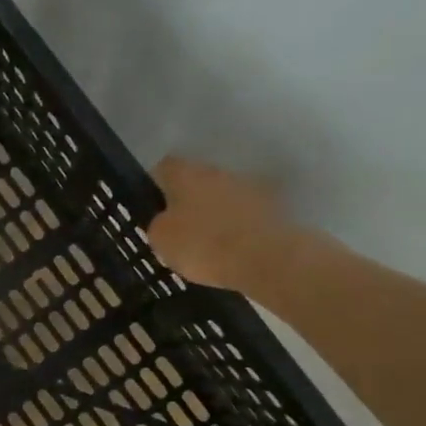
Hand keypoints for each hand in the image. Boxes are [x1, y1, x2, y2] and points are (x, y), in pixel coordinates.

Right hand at [148, 156, 308, 293]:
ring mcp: (248, 187)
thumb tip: (166, 220)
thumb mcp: (162, 240)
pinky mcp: (272, 207)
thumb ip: (159, 224)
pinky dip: (237, 226)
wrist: (265, 258)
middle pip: (196, 180)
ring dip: (215, 212)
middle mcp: (217, 171)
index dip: (156, 185)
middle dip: (188, 200)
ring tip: (209, 242)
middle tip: (180, 227)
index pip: (164, 168)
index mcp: (186, 174)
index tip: (153, 206)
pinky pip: (244, 214)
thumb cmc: (203, 244)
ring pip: (222, 195)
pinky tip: (232, 249)